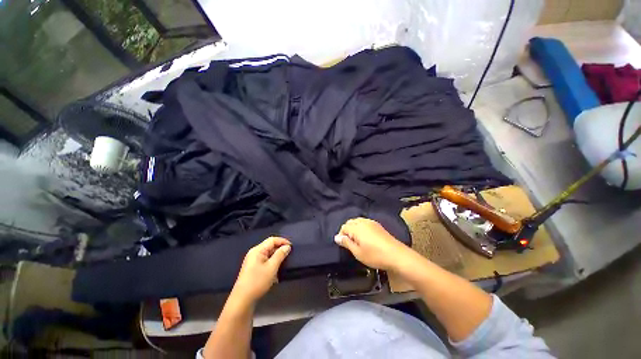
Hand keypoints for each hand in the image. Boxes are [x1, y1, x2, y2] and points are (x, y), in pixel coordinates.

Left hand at [232, 237, 290, 304]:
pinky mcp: (253, 268)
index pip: (272, 240)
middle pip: (270, 246)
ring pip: (268, 254)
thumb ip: (280, 255)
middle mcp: (254, 253)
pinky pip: (265, 261)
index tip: (292, 247)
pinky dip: (272, 263)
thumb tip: (287, 247)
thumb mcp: (272, 267)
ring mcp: (253, 261)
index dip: (283, 241)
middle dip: (280, 249)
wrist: (242, 300)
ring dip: (277, 257)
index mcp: (257, 250)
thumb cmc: (257, 282)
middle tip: (289, 255)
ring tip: (285, 262)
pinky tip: (277, 271)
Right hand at [334, 217, 410, 270]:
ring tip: (356, 240)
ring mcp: (371, 222)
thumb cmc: (375, 255)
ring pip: (358, 221)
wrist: (396, 255)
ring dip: (354, 228)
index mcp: (357, 227)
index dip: (341, 235)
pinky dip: (361, 227)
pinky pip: (365, 222)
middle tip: (349, 242)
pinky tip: (365, 236)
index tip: (343, 244)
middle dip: (347, 230)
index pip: (344, 227)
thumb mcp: (358, 252)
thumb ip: (346, 243)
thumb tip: (337, 237)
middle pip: (351, 222)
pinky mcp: (378, 225)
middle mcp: (363, 222)